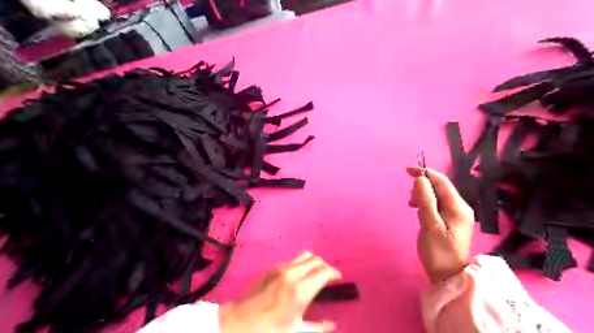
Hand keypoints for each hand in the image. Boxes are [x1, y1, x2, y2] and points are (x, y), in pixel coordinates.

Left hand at [217, 253, 341, 332]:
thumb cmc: (270, 329)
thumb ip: (318, 328)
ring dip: (314, 262)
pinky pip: (292, 259)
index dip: (334, 273)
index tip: (338, 278)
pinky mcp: (272, 268)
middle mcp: (293, 274)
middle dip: (325, 266)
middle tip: (329, 276)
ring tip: (316, 272)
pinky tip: (299, 275)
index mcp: (301, 290)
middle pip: (316, 260)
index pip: (324, 272)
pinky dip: (301, 263)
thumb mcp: (296, 332)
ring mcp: (281, 268)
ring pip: (304, 256)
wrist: (241, 321)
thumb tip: (334, 325)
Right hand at [409, 167, 473, 282]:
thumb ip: (426, 201)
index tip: (407, 171)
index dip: (425, 173)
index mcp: (458, 207)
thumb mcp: (430, 225)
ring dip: (422, 197)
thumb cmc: (439, 252)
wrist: (448, 275)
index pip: (442, 181)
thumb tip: (420, 179)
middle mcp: (459, 207)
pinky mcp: (449, 220)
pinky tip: (419, 213)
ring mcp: (455, 214)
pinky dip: (425, 204)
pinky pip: (435, 205)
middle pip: (439, 187)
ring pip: (435, 195)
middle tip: (411, 202)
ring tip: (414, 209)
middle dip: (422, 188)